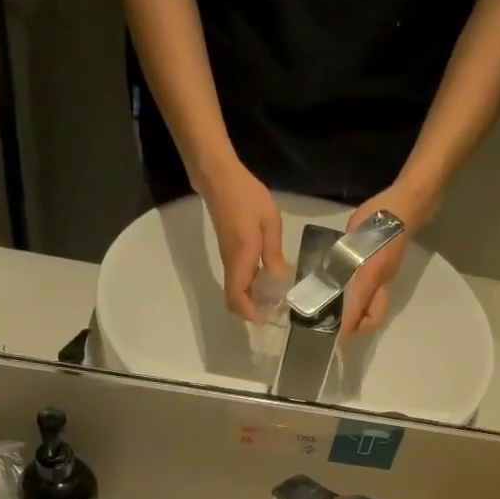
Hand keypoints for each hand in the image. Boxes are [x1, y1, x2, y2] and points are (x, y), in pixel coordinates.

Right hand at [200, 160, 287, 322]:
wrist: (220, 178)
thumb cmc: (246, 197)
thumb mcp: (269, 223)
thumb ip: (274, 253)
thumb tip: (279, 280)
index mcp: (241, 259)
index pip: (237, 298)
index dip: (249, 314)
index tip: (266, 319)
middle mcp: (231, 264)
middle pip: (234, 299)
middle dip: (251, 311)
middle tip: (274, 311)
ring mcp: (228, 259)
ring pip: (236, 290)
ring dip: (252, 299)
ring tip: (275, 298)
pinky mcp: (229, 253)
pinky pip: (239, 278)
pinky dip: (250, 286)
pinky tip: (267, 280)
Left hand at [339, 183, 433, 335]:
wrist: (406, 206)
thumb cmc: (378, 218)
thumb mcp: (352, 237)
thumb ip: (340, 259)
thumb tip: (328, 279)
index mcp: (371, 276)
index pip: (357, 311)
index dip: (346, 328)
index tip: (334, 338)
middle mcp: (382, 283)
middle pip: (374, 319)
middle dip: (357, 327)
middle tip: (338, 324)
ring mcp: (388, 279)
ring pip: (377, 308)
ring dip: (361, 315)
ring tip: (341, 311)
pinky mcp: (389, 273)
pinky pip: (378, 295)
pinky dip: (365, 300)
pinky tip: (351, 292)